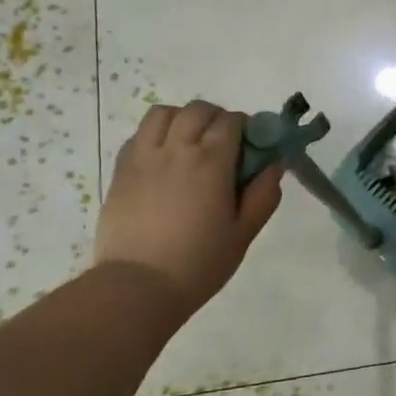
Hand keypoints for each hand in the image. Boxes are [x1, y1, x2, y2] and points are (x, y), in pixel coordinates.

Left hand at [95, 102, 283, 321]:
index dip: (247, 127)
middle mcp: (176, 149)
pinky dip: (156, 135)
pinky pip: (138, 135)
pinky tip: (164, 159)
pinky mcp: (121, 170)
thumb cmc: (200, 263)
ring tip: (190, 143)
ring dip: (182, 119)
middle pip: (197, 110)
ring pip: (162, 113)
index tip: (253, 146)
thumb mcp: (244, 233)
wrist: (138, 286)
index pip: (232, 121)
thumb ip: (264, 195)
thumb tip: (274, 164)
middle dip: (217, 118)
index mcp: (211, 162)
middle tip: (225, 144)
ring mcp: (143, 157)